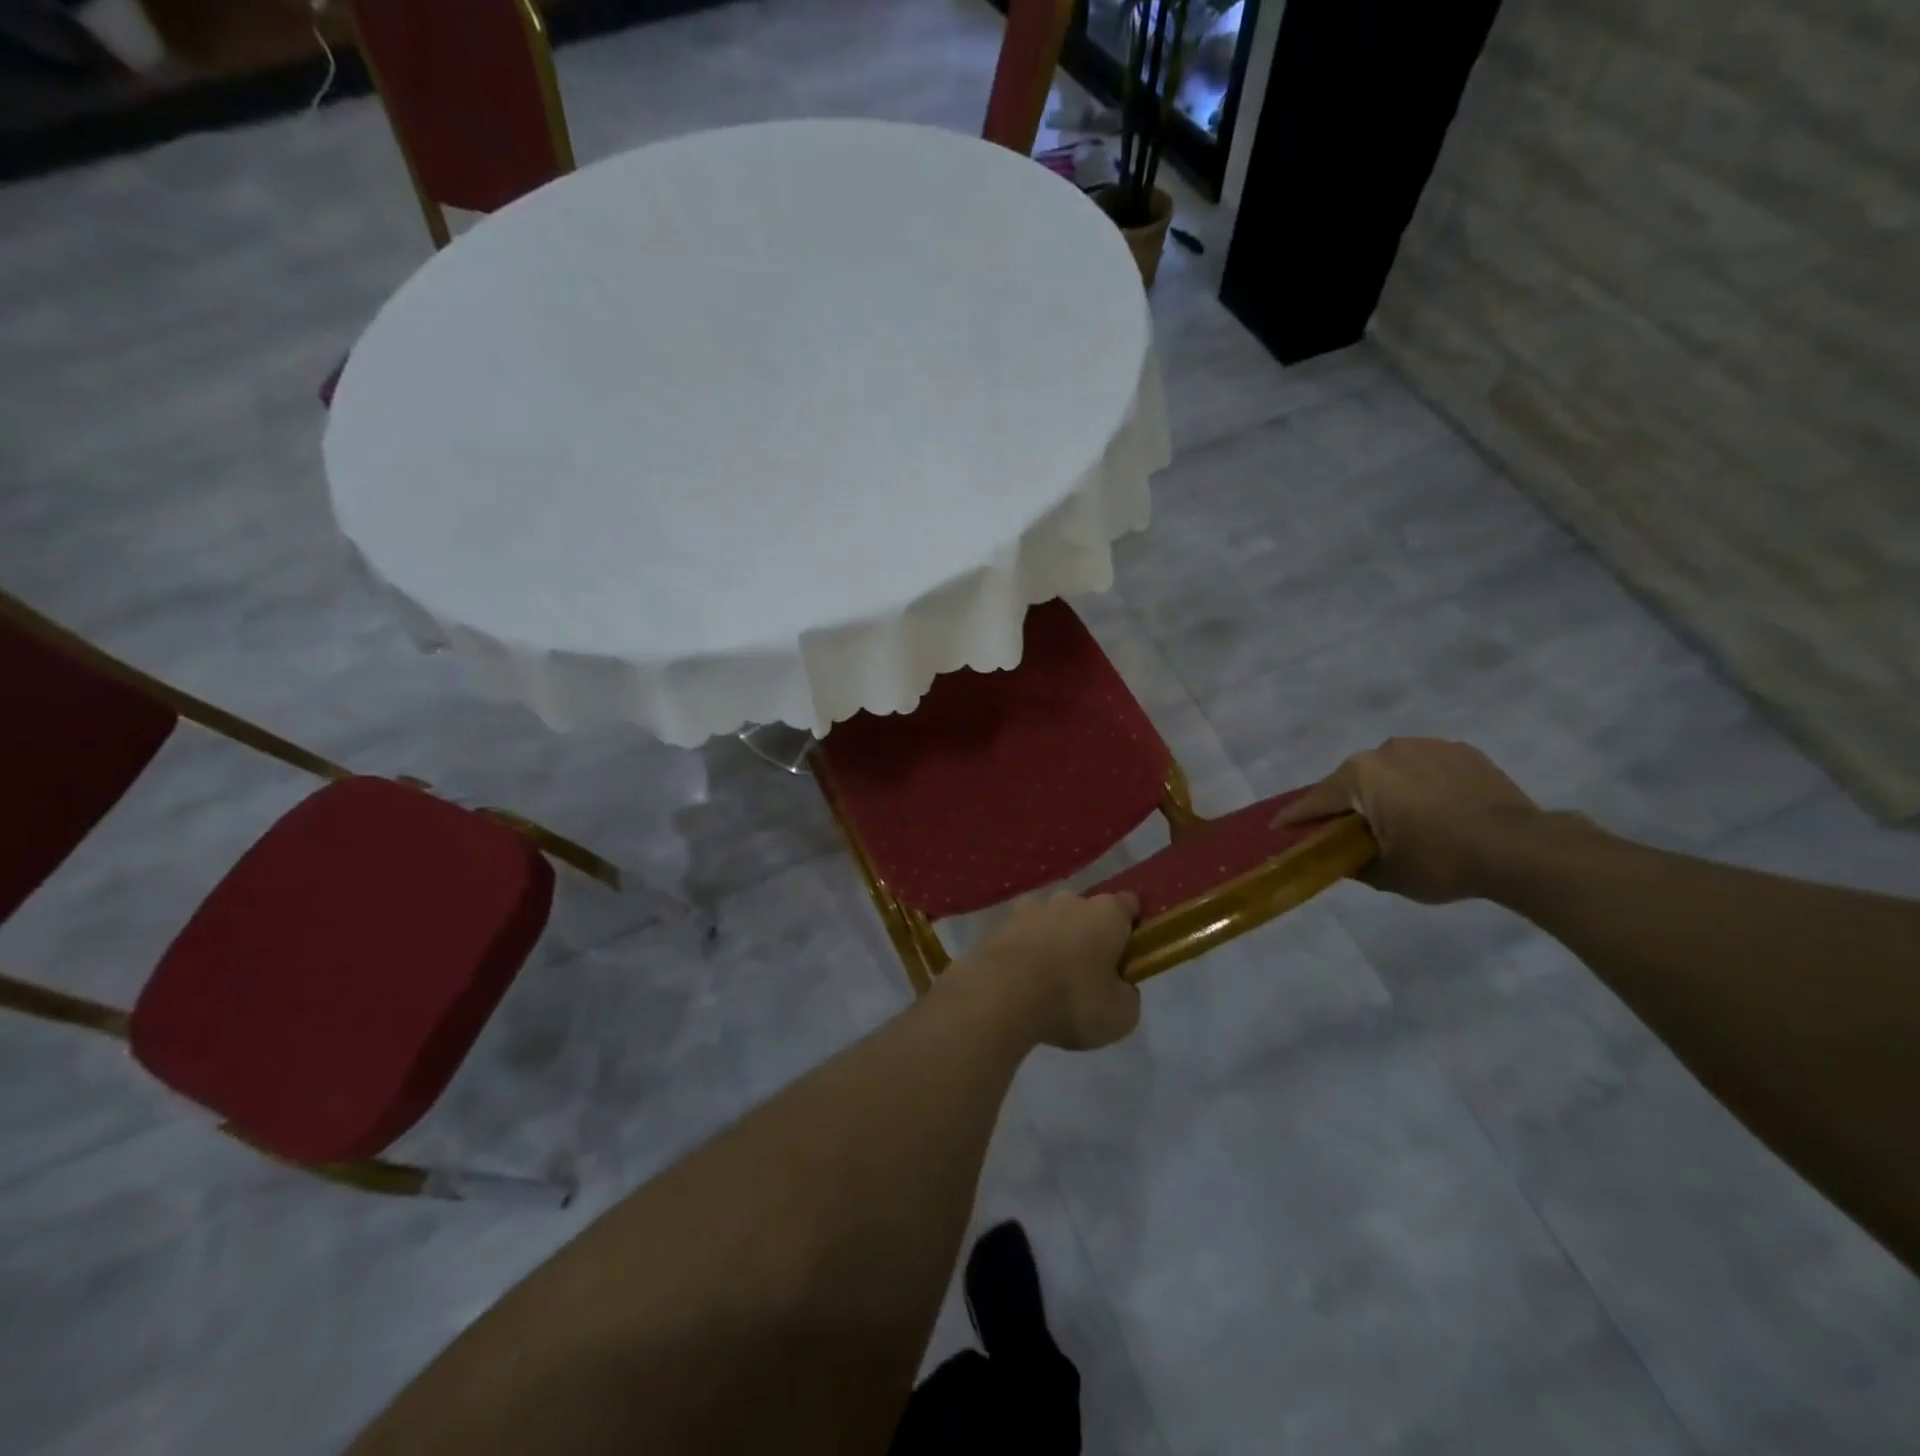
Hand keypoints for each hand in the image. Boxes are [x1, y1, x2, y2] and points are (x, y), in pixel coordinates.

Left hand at [962, 893, 1141, 1050]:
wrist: (1002, 995)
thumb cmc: (1073, 1000)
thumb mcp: (1121, 1015)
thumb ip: (1127, 994)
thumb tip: (1120, 986)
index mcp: (1107, 913)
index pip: (1128, 906)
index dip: (1131, 927)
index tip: (1129, 953)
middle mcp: (1070, 900)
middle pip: (1087, 912)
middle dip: (1089, 935)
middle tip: (1088, 973)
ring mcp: (1031, 908)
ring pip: (1051, 920)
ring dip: (1054, 939)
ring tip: (1049, 978)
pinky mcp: (1000, 924)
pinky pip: (1022, 934)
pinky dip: (1025, 950)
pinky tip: (1022, 979)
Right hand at [1274, 737, 1539, 903]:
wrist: (1522, 849)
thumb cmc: (1440, 860)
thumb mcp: (1385, 874)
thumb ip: (1351, 862)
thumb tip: (1338, 857)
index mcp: (1359, 775)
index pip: (1316, 800)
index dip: (1296, 819)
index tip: (1278, 830)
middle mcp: (1386, 750)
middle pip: (1354, 781)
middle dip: (1347, 804)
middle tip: (1349, 831)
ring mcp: (1427, 745)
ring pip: (1391, 771)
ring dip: (1387, 791)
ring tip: (1401, 820)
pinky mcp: (1462, 751)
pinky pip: (1427, 768)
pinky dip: (1422, 786)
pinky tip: (1436, 809)